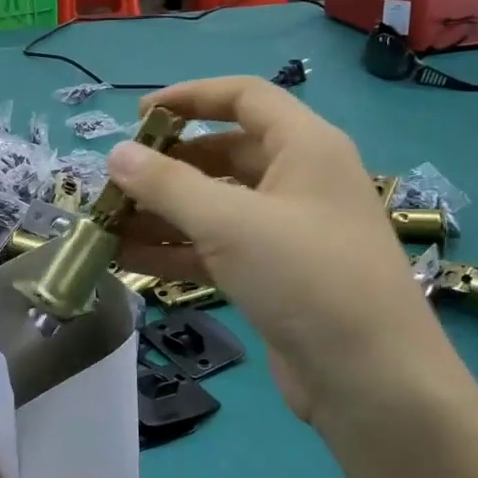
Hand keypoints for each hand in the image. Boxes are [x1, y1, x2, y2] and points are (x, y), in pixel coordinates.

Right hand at [109, 77, 451, 432]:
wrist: (370, 380)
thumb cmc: (306, 278)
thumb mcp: (230, 223)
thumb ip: (167, 185)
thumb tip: (116, 155)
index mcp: (305, 147)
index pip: (244, 97)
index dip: (190, 96)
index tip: (139, 114)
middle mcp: (298, 181)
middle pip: (223, 154)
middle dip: (167, 165)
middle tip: (116, 182)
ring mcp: (286, 232)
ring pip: (215, 206)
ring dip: (162, 212)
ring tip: (107, 223)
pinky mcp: (273, 275)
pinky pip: (216, 247)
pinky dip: (176, 249)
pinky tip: (127, 257)